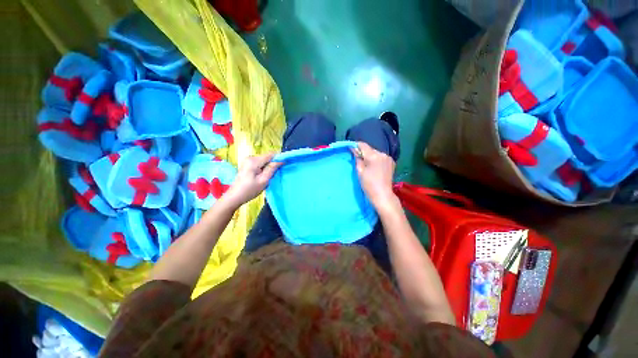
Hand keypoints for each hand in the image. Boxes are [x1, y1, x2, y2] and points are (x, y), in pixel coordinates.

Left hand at [223, 153, 281, 208]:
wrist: (235, 196)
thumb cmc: (249, 190)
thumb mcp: (264, 180)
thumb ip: (272, 169)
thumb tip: (281, 160)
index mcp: (254, 161)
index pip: (271, 154)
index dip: (278, 159)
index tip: (283, 166)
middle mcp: (250, 157)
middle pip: (267, 157)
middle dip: (272, 165)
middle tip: (272, 176)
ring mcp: (248, 160)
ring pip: (264, 161)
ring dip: (268, 167)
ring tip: (266, 177)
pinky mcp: (247, 164)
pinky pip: (260, 163)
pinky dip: (263, 169)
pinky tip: (261, 176)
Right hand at [352, 142, 397, 209]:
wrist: (382, 195)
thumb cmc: (369, 184)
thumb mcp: (360, 171)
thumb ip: (357, 159)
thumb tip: (354, 150)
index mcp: (374, 156)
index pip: (363, 145)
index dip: (356, 146)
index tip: (351, 149)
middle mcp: (382, 154)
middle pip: (370, 149)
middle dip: (363, 153)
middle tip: (358, 160)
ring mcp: (388, 158)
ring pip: (376, 153)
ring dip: (370, 157)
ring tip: (366, 165)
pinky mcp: (391, 163)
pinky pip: (381, 157)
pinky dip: (376, 160)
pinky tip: (374, 167)